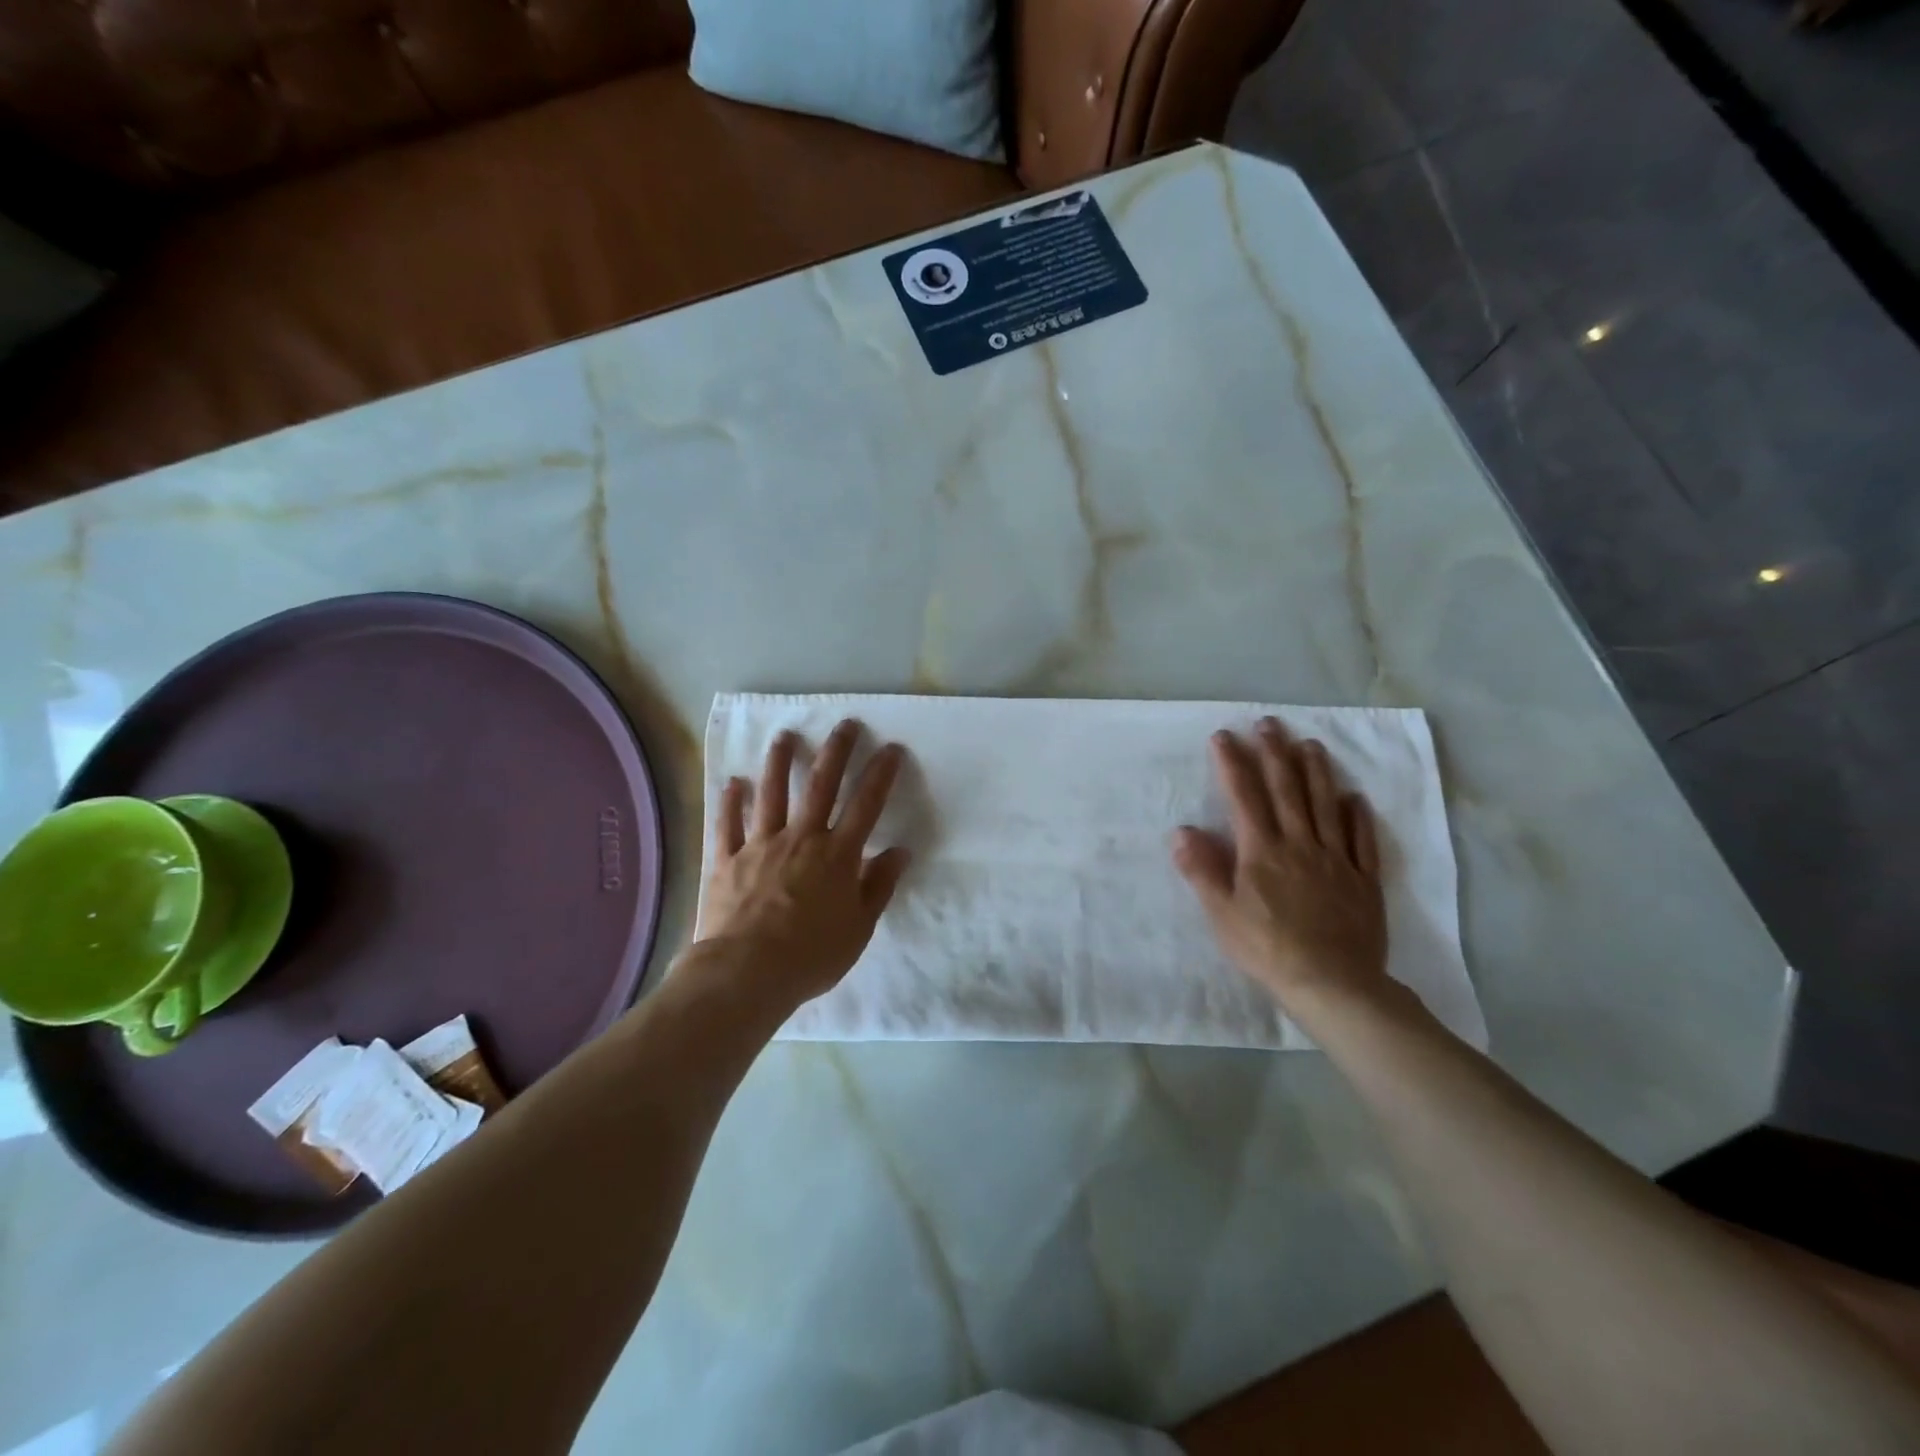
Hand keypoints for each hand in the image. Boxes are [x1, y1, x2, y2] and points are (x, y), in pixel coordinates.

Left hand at [691, 719, 911, 1007]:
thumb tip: (900, 851)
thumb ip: (879, 886)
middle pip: (821, 785)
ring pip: (772, 793)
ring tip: (785, 736)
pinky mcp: (727, 859)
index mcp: (838, 855)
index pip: (866, 805)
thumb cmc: (811, 955)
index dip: (880, 774)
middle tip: (845, 724)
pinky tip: (734, 782)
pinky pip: (728, 823)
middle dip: (836, 751)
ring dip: (780, 762)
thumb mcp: (859, 927)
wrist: (746, 973)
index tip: (890, 748)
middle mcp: (801, 839)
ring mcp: (761, 845)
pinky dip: (731, 801)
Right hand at [1172, 717, 1389, 1015]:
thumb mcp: (1222, 914)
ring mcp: (1337, 859)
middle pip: (1287, 790)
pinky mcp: (1364, 879)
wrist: (1333, 983)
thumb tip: (1182, 831)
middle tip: (1269, 724)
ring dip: (1317, 772)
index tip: (1224, 736)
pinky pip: (1362, 840)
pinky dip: (1358, 815)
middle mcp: (1300, 844)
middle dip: (1275, 753)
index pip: (1244, 797)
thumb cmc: (1268, 949)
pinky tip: (1355, 798)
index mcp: (1262, 851)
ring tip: (1310, 744)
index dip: (1233, 764)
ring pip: (1326, 805)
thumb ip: (1202, 871)